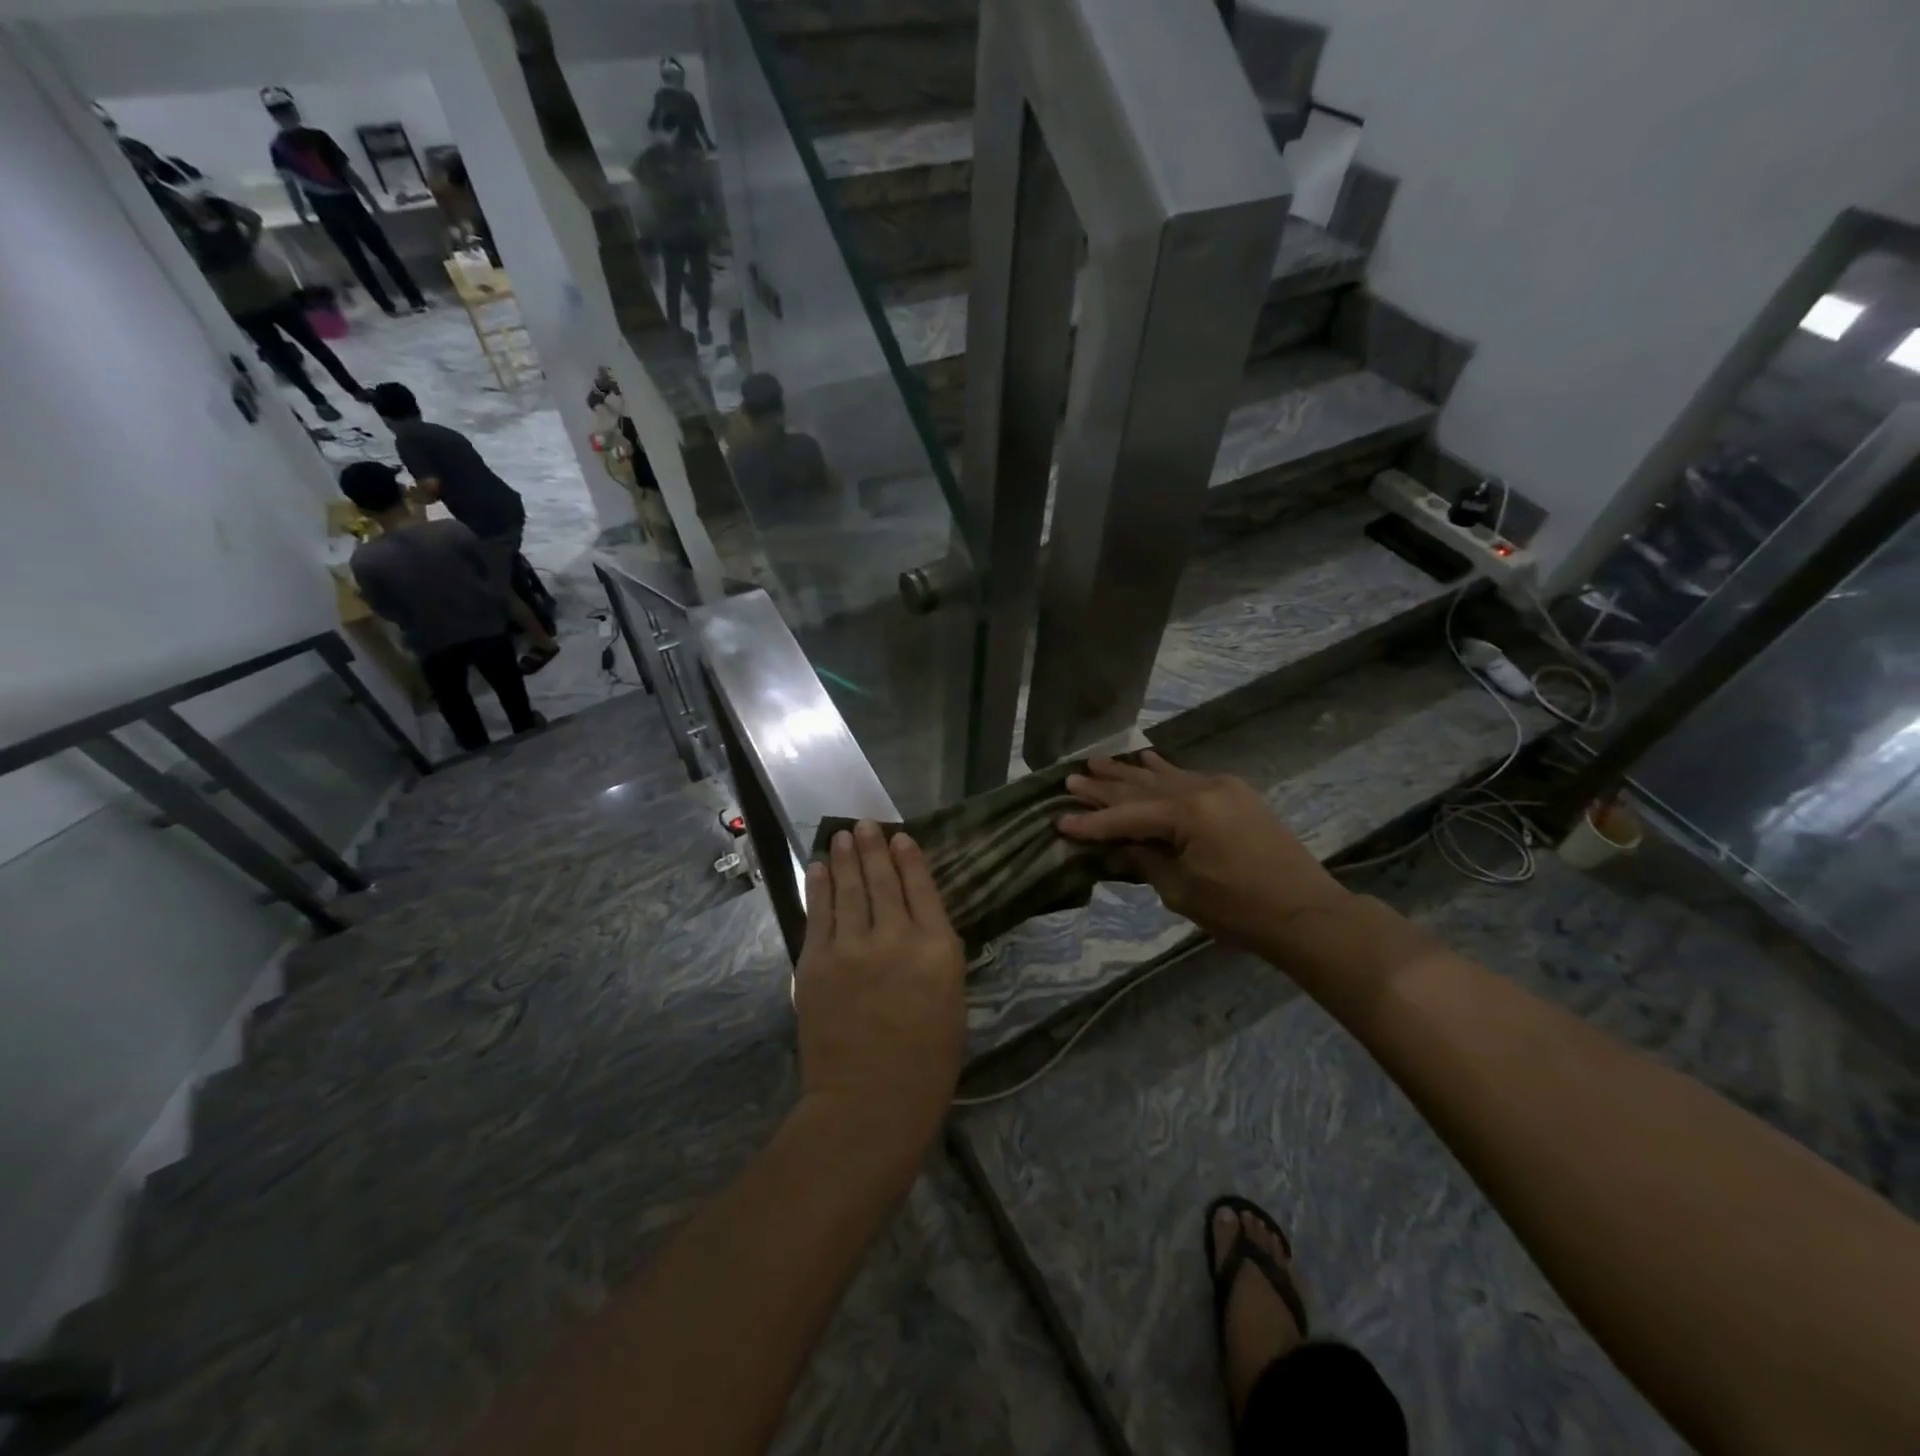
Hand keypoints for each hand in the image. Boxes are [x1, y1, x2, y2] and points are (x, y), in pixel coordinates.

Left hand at [795, 822, 966, 1165]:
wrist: (867, 1104)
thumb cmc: (926, 1063)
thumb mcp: (952, 1002)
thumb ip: (936, 956)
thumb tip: (919, 924)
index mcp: (937, 949)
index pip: (922, 888)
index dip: (909, 858)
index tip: (901, 837)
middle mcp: (895, 937)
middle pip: (882, 880)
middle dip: (873, 847)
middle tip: (866, 823)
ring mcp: (851, 947)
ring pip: (848, 888)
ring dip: (844, 858)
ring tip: (842, 835)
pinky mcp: (816, 962)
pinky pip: (818, 913)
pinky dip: (818, 886)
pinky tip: (817, 867)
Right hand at [1058, 752, 1349, 951]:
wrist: (1306, 913)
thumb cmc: (1240, 912)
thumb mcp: (1182, 892)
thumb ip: (1146, 860)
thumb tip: (1121, 844)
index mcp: (1188, 814)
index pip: (1126, 816)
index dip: (1092, 822)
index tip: (1059, 820)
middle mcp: (1202, 790)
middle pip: (1141, 788)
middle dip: (1104, 787)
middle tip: (1070, 779)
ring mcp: (1222, 787)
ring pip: (1164, 776)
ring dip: (1129, 772)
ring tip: (1096, 762)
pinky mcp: (1236, 793)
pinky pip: (1188, 776)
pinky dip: (1163, 770)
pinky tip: (1145, 758)